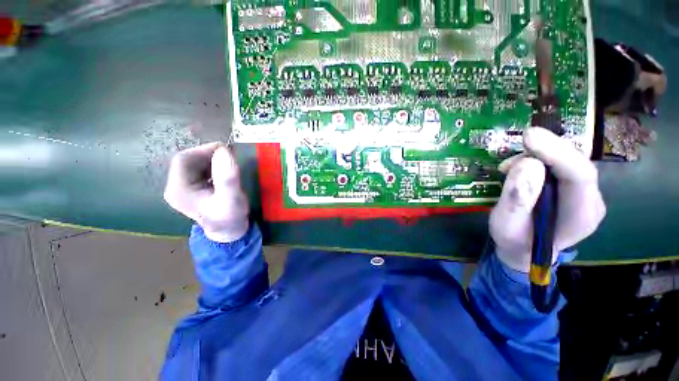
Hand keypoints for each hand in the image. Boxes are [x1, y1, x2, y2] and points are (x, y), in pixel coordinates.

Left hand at [164, 143, 248, 242]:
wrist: (230, 232)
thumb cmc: (230, 217)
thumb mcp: (232, 198)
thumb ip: (227, 177)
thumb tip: (224, 151)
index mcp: (179, 190)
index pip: (184, 160)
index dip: (204, 150)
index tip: (226, 150)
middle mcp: (176, 188)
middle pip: (187, 161)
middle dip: (208, 155)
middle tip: (230, 156)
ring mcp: (183, 189)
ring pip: (194, 165)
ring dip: (211, 160)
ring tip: (229, 163)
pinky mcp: (193, 190)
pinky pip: (199, 171)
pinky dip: (212, 166)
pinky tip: (224, 171)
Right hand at [489, 128, 605, 271]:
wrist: (525, 250)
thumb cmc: (514, 242)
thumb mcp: (505, 225)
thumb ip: (516, 199)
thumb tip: (526, 164)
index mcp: (580, 217)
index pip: (579, 176)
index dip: (557, 153)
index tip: (529, 137)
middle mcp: (591, 201)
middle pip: (577, 164)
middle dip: (546, 150)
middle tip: (517, 145)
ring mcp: (585, 193)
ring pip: (568, 160)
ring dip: (538, 156)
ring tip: (508, 167)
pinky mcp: (574, 188)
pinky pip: (561, 164)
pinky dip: (538, 160)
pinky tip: (519, 168)